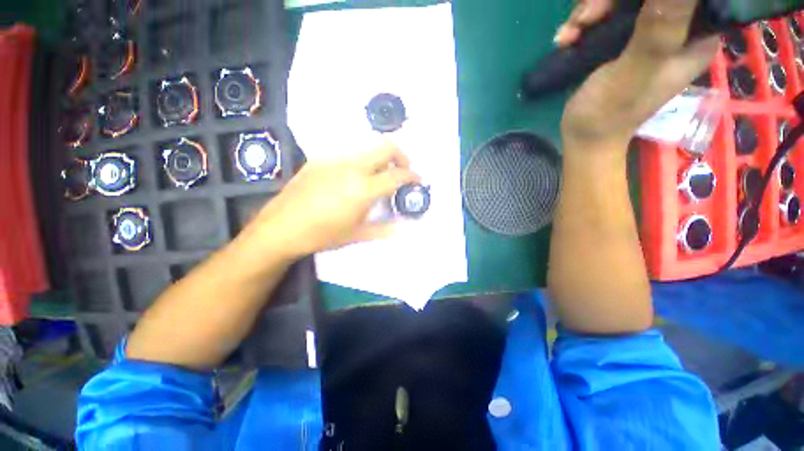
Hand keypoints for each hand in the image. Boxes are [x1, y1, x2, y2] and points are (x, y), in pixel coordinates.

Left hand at [245, 141, 419, 259]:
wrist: (281, 228)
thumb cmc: (322, 235)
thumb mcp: (356, 235)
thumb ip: (383, 228)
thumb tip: (400, 226)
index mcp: (363, 188)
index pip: (397, 174)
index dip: (412, 175)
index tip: (418, 180)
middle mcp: (352, 167)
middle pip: (385, 147)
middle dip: (401, 156)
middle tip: (402, 171)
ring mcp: (334, 160)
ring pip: (366, 149)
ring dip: (380, 159)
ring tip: (378, 177)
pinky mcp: (320, 160)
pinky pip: (347, 156)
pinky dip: (360, 163)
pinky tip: (353, 180)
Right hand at [559, 0, 718, 150]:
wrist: (582, 137)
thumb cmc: (609, 113)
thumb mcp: (635, 71)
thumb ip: (659, 28)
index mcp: (696, 35)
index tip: (621, 6)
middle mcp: (676, 28)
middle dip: (609, 1)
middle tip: (587, 20)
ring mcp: (647, 32)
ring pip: (622, 1)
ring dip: (590, 12)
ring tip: (571, 36)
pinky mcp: (622, 39)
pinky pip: (606, 14)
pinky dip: (582, 23)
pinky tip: (567, 40)